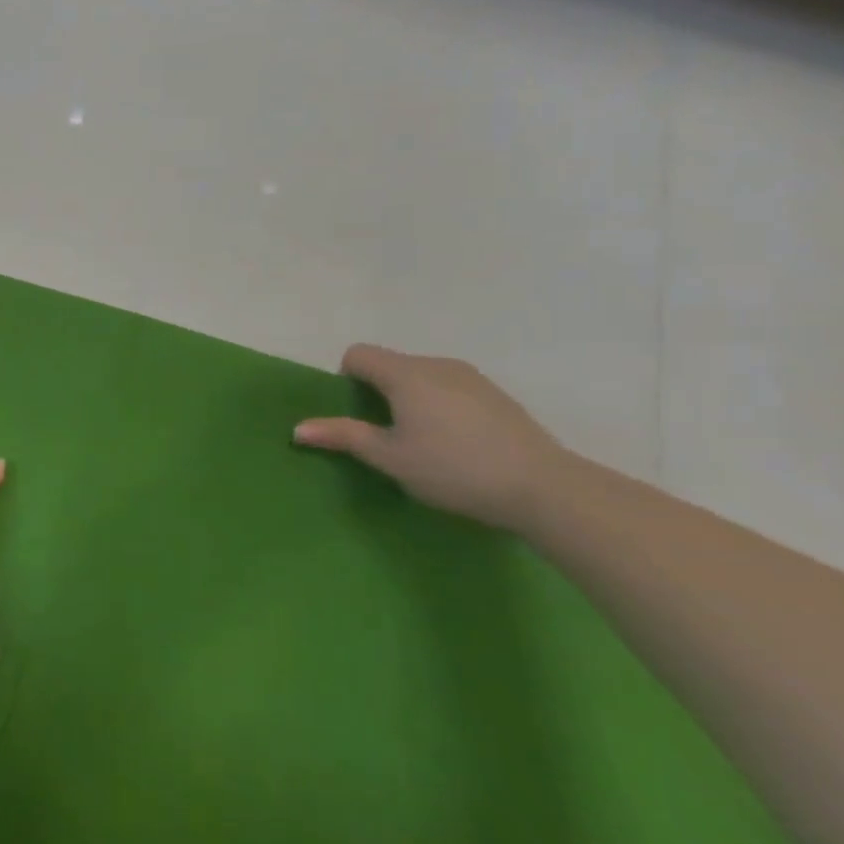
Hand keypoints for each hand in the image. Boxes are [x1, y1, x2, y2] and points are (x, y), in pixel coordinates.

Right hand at [293, 345, 573, 531]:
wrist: (545, 488)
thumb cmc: (453, 469)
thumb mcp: (390, 458)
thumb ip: (343, 436)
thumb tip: (297, 428)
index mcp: (406, 374)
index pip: (358, 354)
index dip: (347, 379)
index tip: (358, 414)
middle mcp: (436, 364)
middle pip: (390, 363)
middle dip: (377, 390)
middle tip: (385, 433)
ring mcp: (471, 377)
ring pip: (421, 375)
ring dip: (409, 398)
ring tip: (421, 440)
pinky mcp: (496, 394)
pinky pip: (449, 387)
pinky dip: (438, 404)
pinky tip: (455, 442)